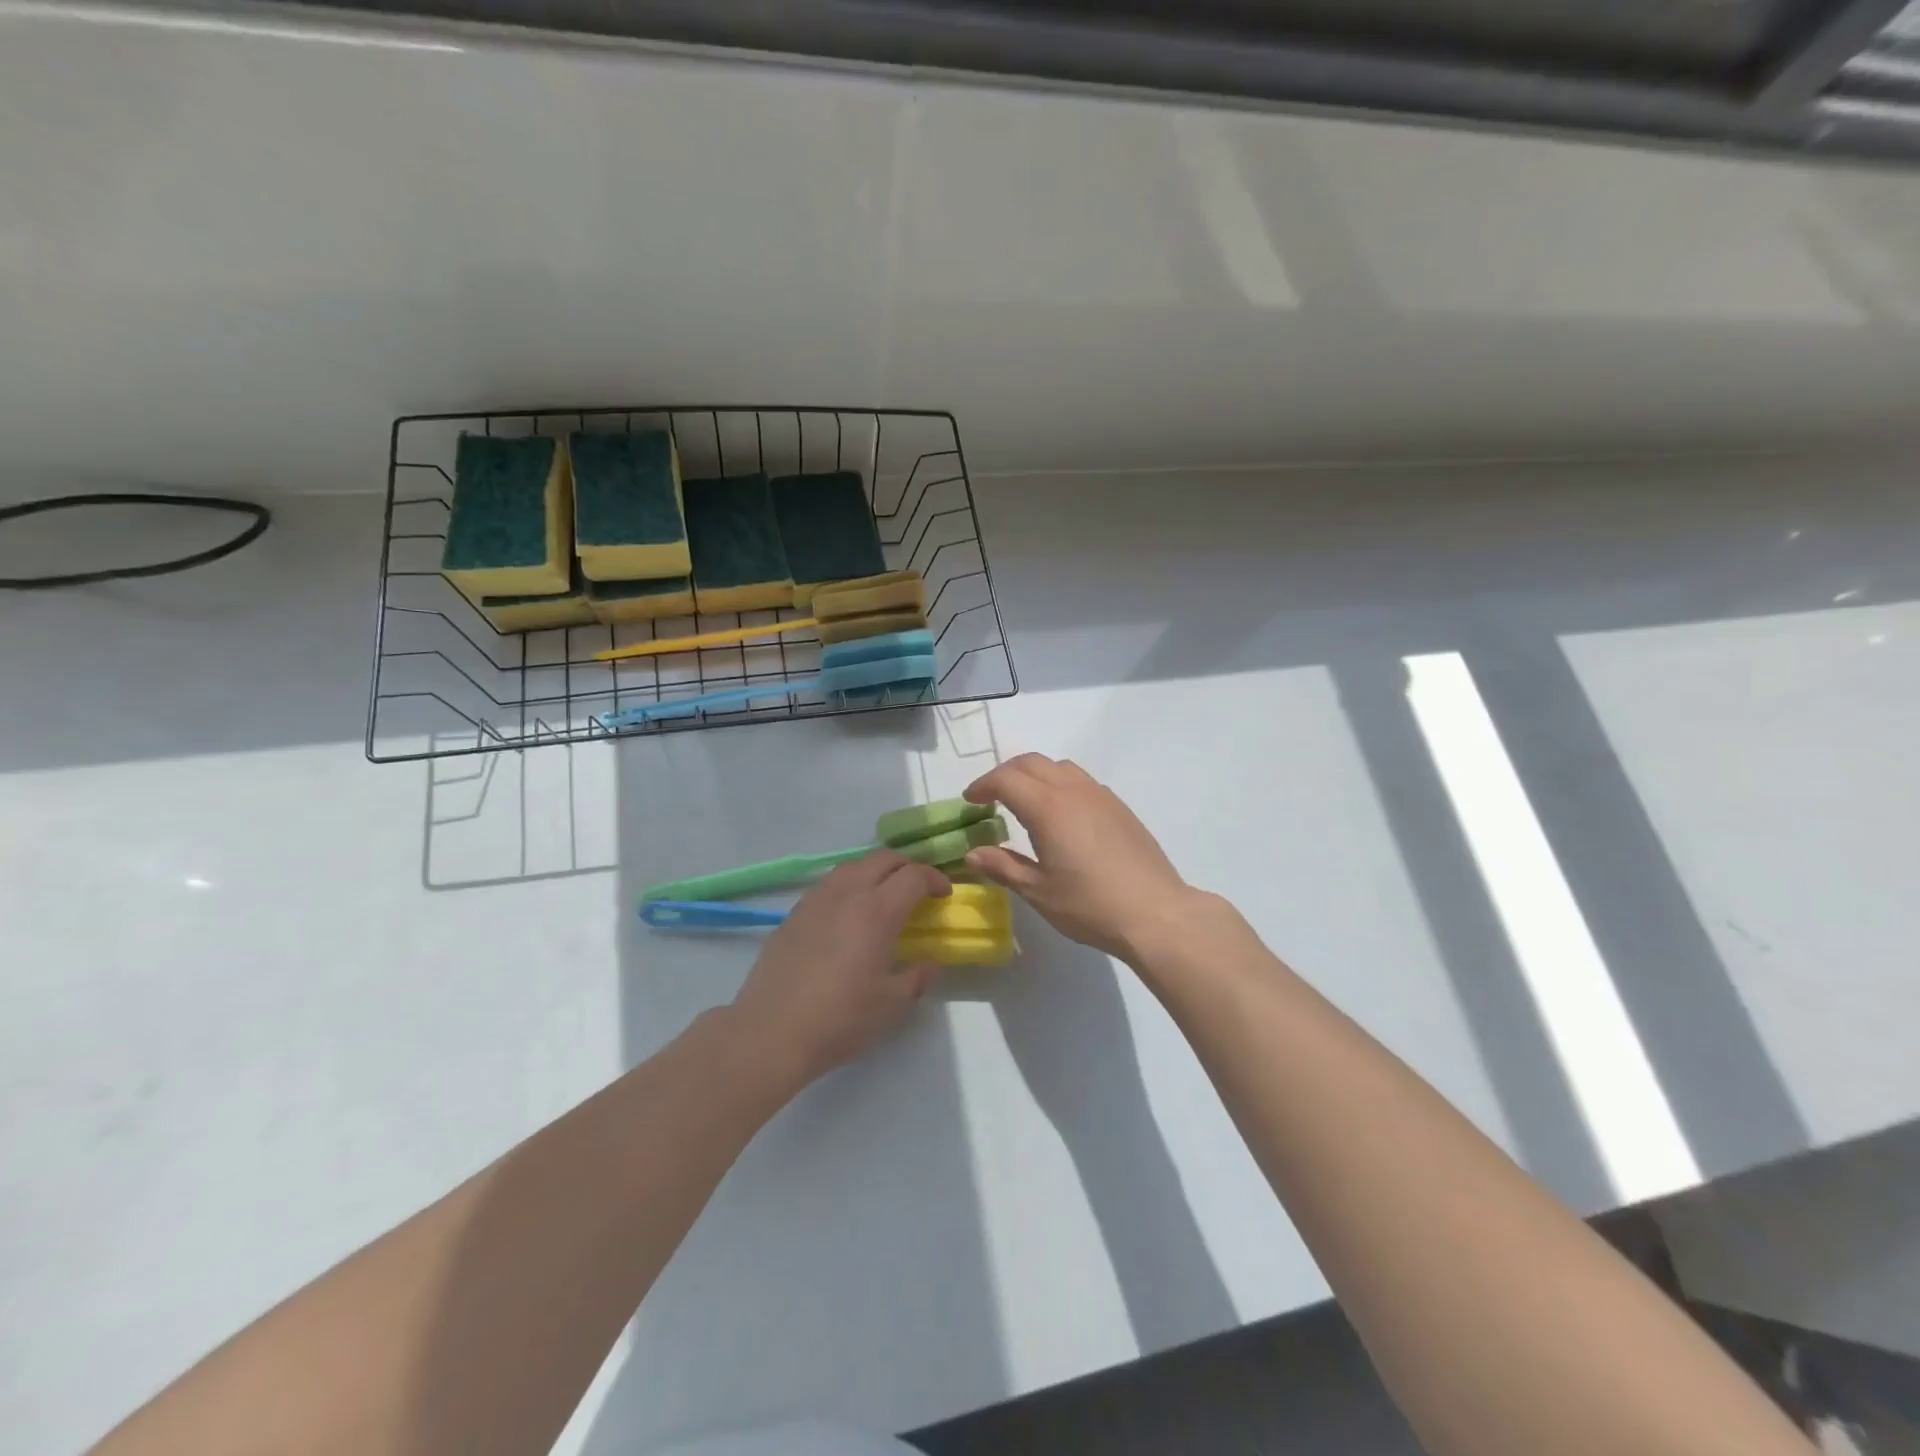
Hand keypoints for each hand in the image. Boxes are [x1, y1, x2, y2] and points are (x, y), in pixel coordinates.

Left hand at [728, 851, 950, 1085]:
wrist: (771, 1032)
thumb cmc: (841, 1019)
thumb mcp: (892, 1005)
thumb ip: (917, 978)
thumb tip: (929, 965)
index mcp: (877, 910)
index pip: (913, 875)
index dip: (934, 879)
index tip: (944, 894)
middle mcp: (847, 893)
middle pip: (882, 859)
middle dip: (906, 867)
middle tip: (917, 889)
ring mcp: (815, 900)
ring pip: (852, 866)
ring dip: (875, 872)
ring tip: (883, 897)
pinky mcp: (793, 914)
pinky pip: (828, 885)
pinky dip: (848, 887)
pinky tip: (847, 916)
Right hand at [963, 753, 1202, 960]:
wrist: (1156, 913)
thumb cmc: (1090, 905)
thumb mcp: (1038, 891)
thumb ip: (1003, 867)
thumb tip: (972, 853)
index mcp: (1048, 808)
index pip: (1006, 779)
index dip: (983, 785)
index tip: (970, 801)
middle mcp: (1073, 791)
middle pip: (1031, 763)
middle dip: (1005, 774)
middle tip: (991, 797)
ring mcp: (1100, 795)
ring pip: (1059, 766)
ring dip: (1034, 775)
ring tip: (1024, 802)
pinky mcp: (1119, 807)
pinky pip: (1081, 780)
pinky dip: (1059, 784)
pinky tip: (1061, 815)